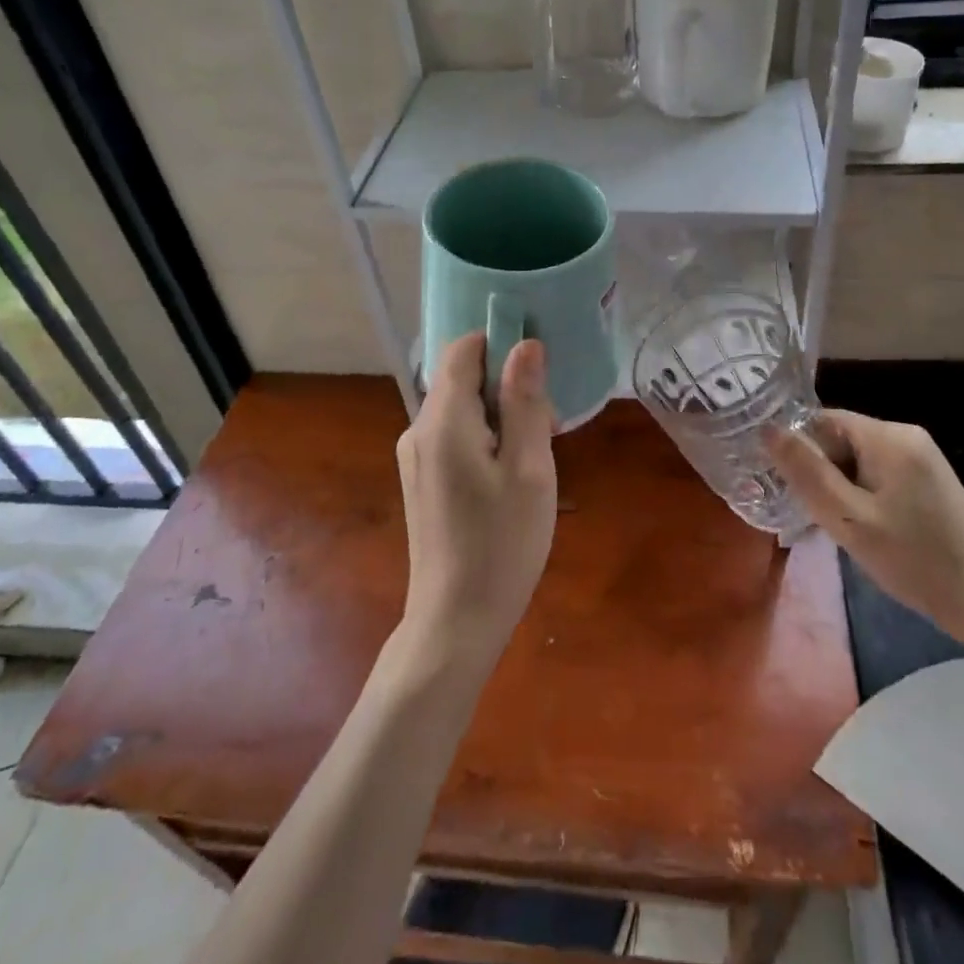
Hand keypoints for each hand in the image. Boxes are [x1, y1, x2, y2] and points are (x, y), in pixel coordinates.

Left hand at [395, 333, 557, 668]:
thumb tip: (526, 344)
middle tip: (548, 427)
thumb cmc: (502, 543)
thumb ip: (525, 401)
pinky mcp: (421, 481)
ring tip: (535, 457)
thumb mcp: (528, 469)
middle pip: (462, 378)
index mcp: (443, 420)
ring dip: (500, 416)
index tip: (539, 370)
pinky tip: (510, 478)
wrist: (456, 621)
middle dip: (507, 387)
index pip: (463, 349)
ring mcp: (415, 458)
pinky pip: (454, 437)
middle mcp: (419, 430)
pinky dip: (484, 439)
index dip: (500, 343)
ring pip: (461, 409)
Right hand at [767, 411, 963, 674]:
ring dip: (838, 486)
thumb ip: (807, 472)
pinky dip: (859, 494)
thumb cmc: (914, 560)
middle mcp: (904, 435)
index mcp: (888, 436)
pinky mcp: (926, 479)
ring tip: (834, 525)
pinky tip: (861, 527)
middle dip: (819, 471)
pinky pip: (876, 473)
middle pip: (838, 438)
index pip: (821, 420)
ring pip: (855, 459)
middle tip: (811, 513)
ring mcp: (919, 457)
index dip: (798, 449)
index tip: (784, 485)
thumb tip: (767, 429)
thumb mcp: (849, 519)